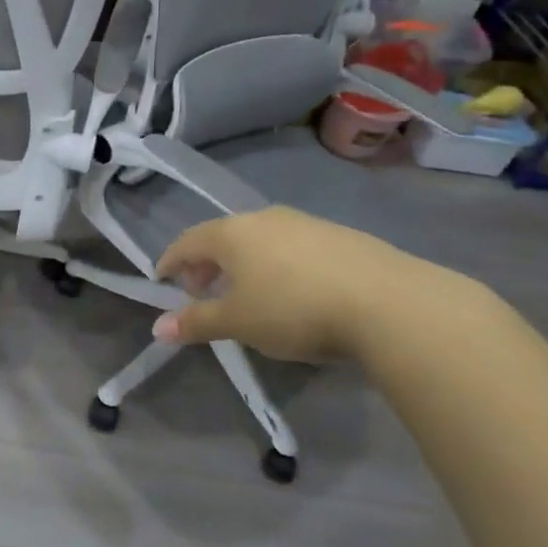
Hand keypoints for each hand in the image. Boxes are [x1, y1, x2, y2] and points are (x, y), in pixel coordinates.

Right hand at [152, 206, 438, 362]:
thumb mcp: (238, 323)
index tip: (162, 281)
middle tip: (202, 293)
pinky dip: (277, 265)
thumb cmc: (294, 309)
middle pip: (222, 237)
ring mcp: (304, 223)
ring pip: (258, 240)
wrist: (389, 303)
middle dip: (206, 265)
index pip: (186, 242)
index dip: (170, 262)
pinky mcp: (339, 236)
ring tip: (248, 296)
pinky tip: (292, 292)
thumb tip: (158, 328)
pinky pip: (291, 247)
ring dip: (243, 265)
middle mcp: (263, 218)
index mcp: (231, 233)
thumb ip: (197, 322)